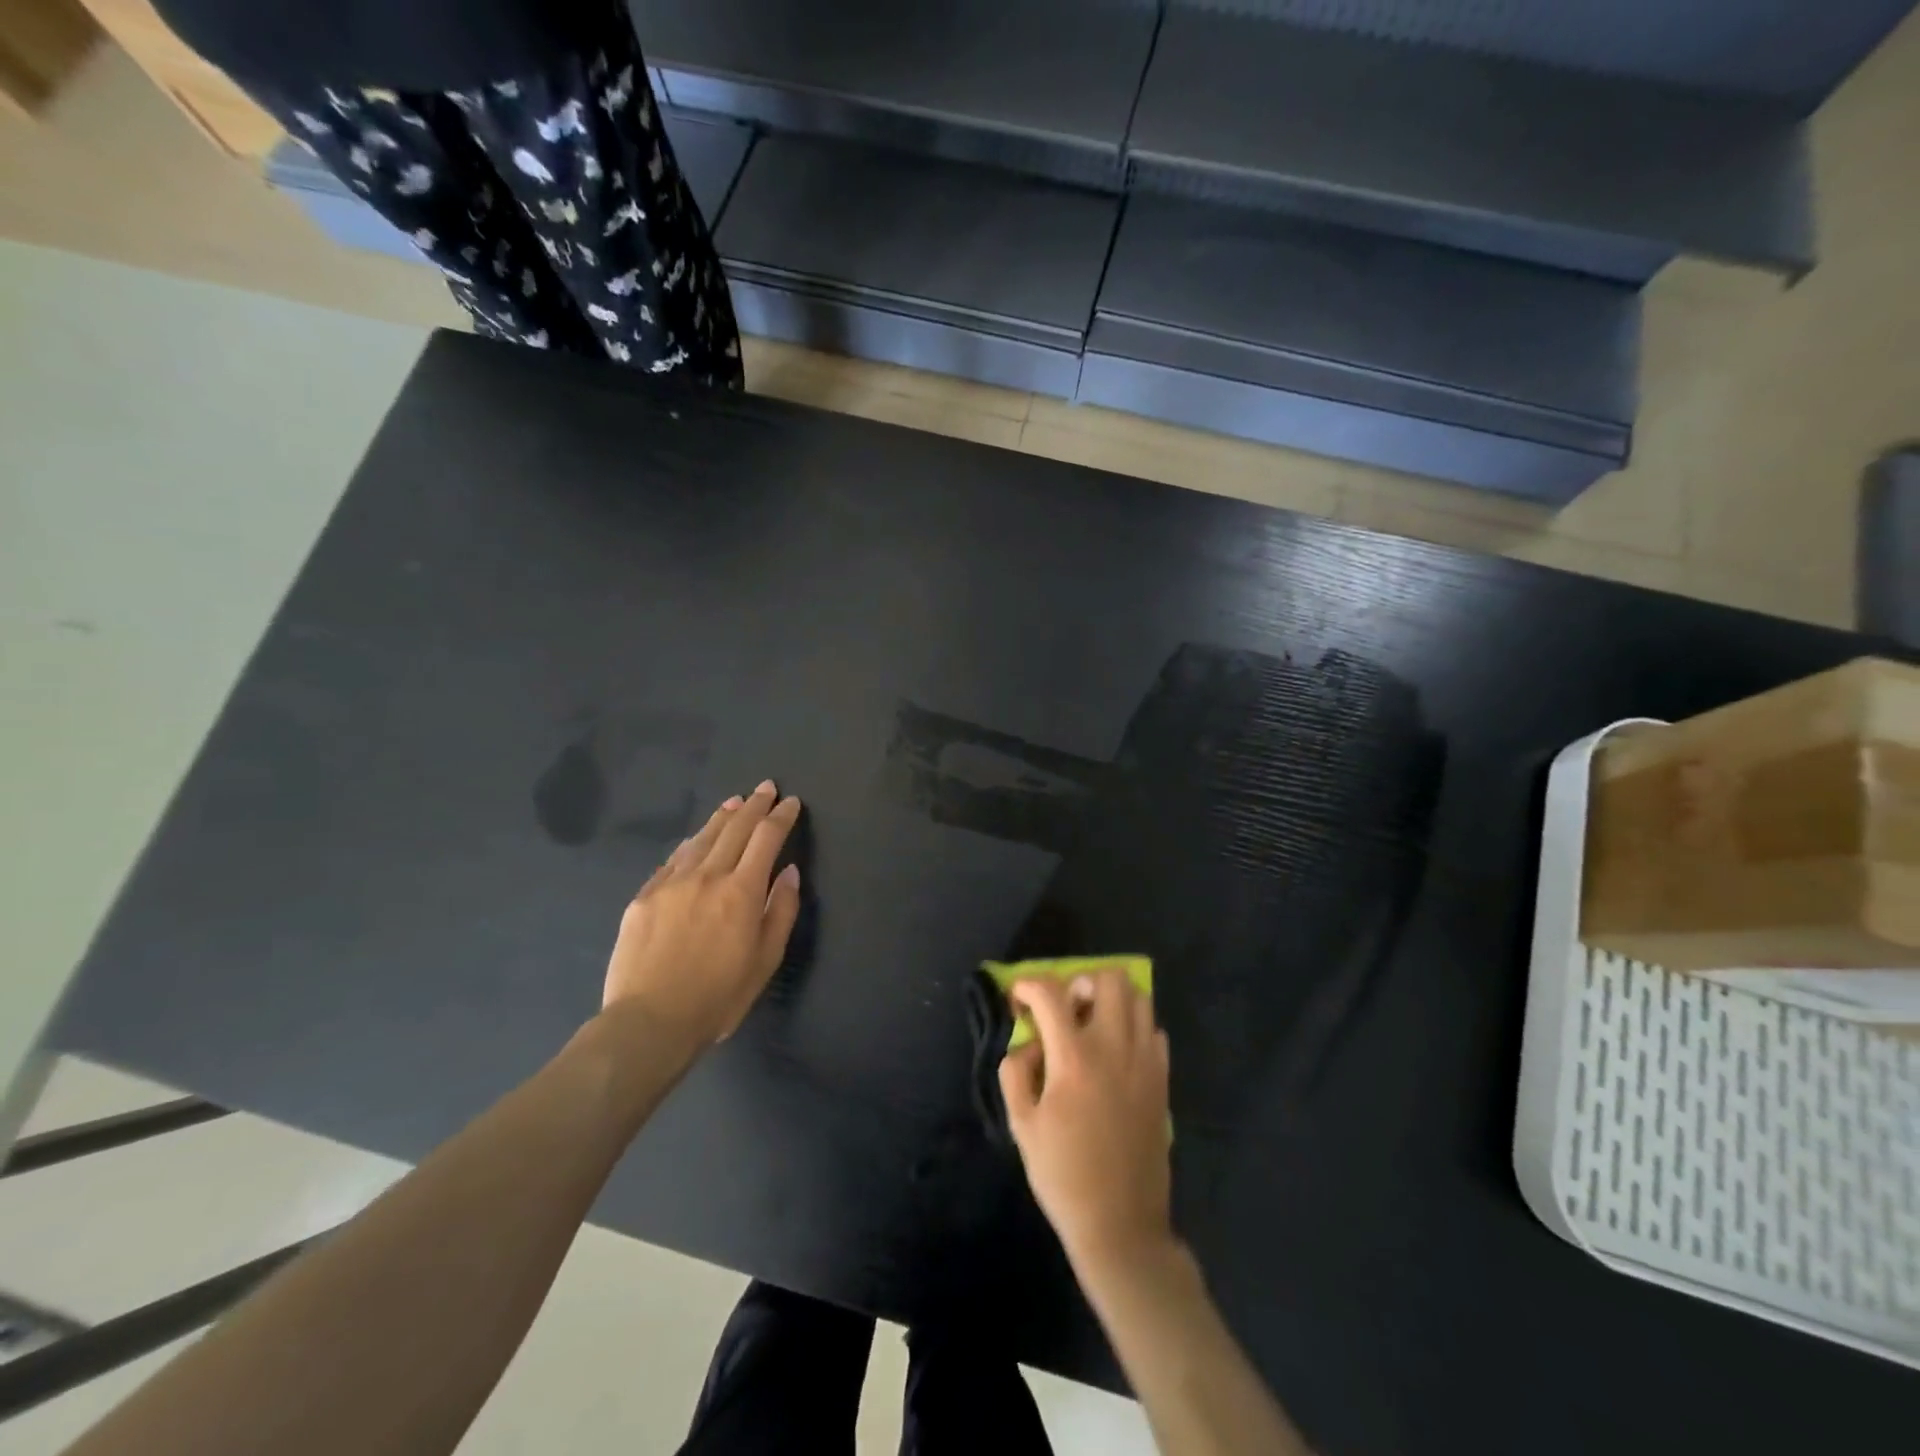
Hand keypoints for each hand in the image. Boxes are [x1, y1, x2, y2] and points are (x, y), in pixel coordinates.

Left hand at [603, 782, 802, 1047]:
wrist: (649, 1021)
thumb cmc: (718, 997)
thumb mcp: (765, 960)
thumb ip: (781, 911)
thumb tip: (789, 872)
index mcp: (742, 891)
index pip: (766, 839)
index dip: (781, 817)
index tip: (791, 803)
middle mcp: (707, 876)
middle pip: (734, 829)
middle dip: (754, 806)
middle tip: (765, 788)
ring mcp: (671, 884)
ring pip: (701, 838)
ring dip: (722, 817)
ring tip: (733, 802)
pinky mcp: (644, 897)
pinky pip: (672, 860)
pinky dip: (690, 844)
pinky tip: (695, 840)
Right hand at [999, 971, 1174, 1271]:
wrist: (1121, 1224)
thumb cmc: (1063, 1175)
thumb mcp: (1021, 1125)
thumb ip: (1015, 1072)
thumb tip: (1028, 1043)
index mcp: (1074, 1058)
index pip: (1050, 994)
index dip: (1028, 985)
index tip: (1017, 996)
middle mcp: (1114, 1047)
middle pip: (1108, 979)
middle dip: (1079, 982)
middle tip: (1064, 1009)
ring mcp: (1145, 1061)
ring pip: (1138, 997)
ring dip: (1110, 999)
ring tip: (1091, 1026)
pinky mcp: (1162, 1079)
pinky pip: (1153, 1030)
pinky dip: (1133, 1027)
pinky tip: (1116, 1053)